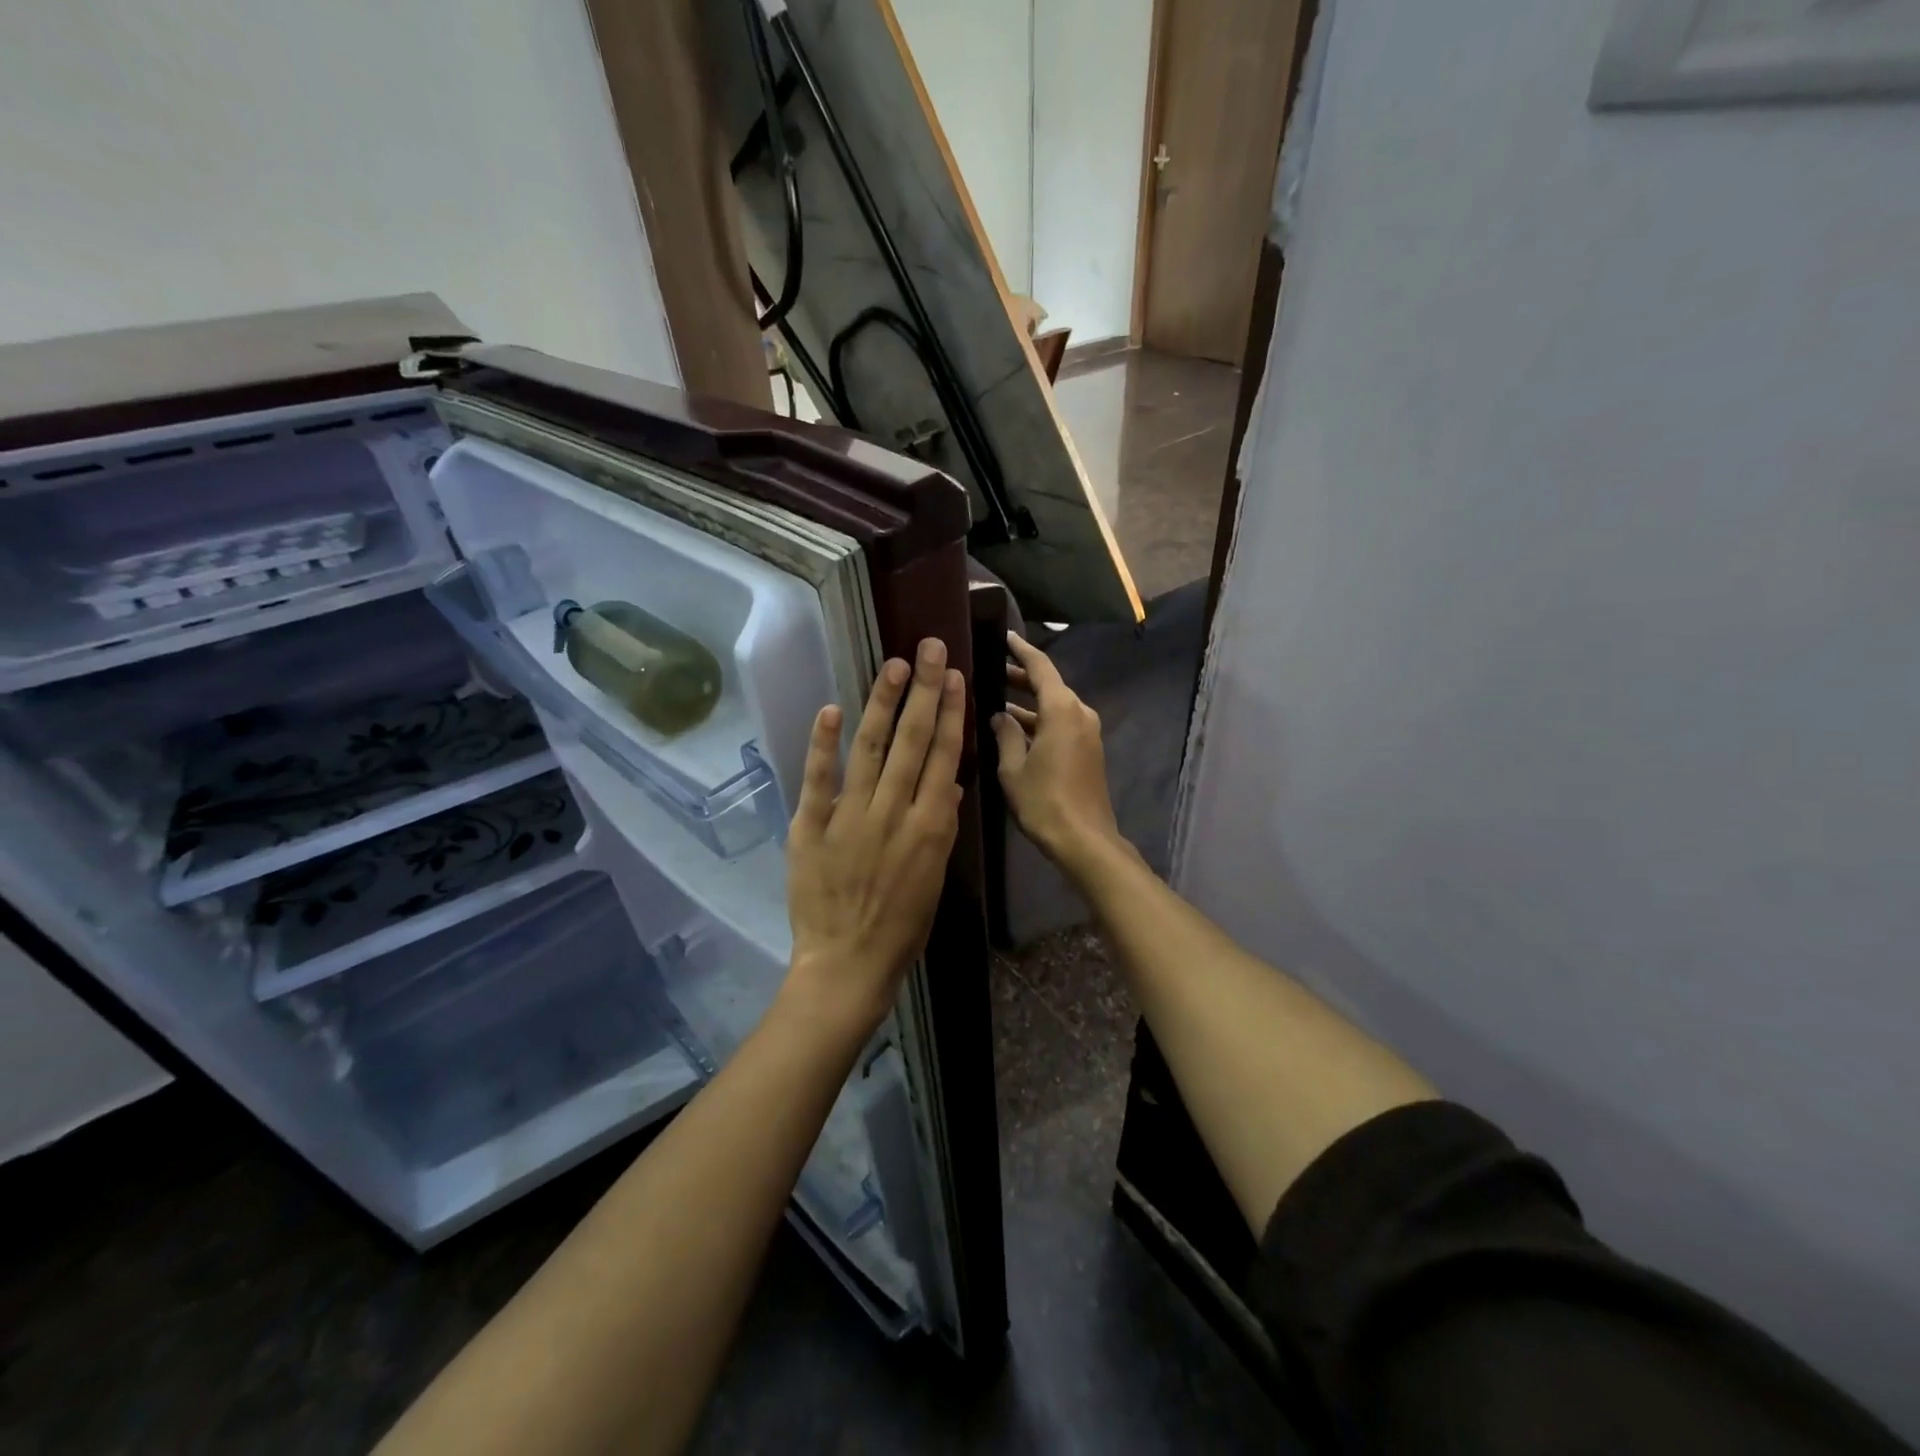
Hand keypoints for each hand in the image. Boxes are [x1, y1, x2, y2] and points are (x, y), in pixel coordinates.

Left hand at [784, 638, 966, 1037]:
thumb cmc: (901, 927)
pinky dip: (823, 744)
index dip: (949, 714)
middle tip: (927, 648)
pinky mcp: (811, 827)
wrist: (847, 964)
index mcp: (930, 827)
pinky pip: (818, 779)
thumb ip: (941, 827)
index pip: (943, 757)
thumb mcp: (935, 879)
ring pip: (869, 749)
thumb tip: (950, 781)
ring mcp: (850, 817)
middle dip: (922, 691)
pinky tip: (832, 708)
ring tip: (892, 665)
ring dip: (881, 704)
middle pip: (911, 742)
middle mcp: (893, 813)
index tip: (954, 677)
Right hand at [991, 633, 1122, 867]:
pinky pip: (1062, 723)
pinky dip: (1040, 721)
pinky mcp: (1088, 750)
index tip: (1003, 637)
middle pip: (1049, 685)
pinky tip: (1016, 730)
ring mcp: (1087, 732)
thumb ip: (1005, 735)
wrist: (1084, 839)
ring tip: (997, 701)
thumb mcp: (1013, 768)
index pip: (1040, 667)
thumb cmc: (1044, 801)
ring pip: (1055, 706)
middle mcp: (1079, 713)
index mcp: (1061, 710)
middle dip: (1021, 677)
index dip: (1021, 650)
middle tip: (992, 670)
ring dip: (1029, 703)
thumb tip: (1000, 715)